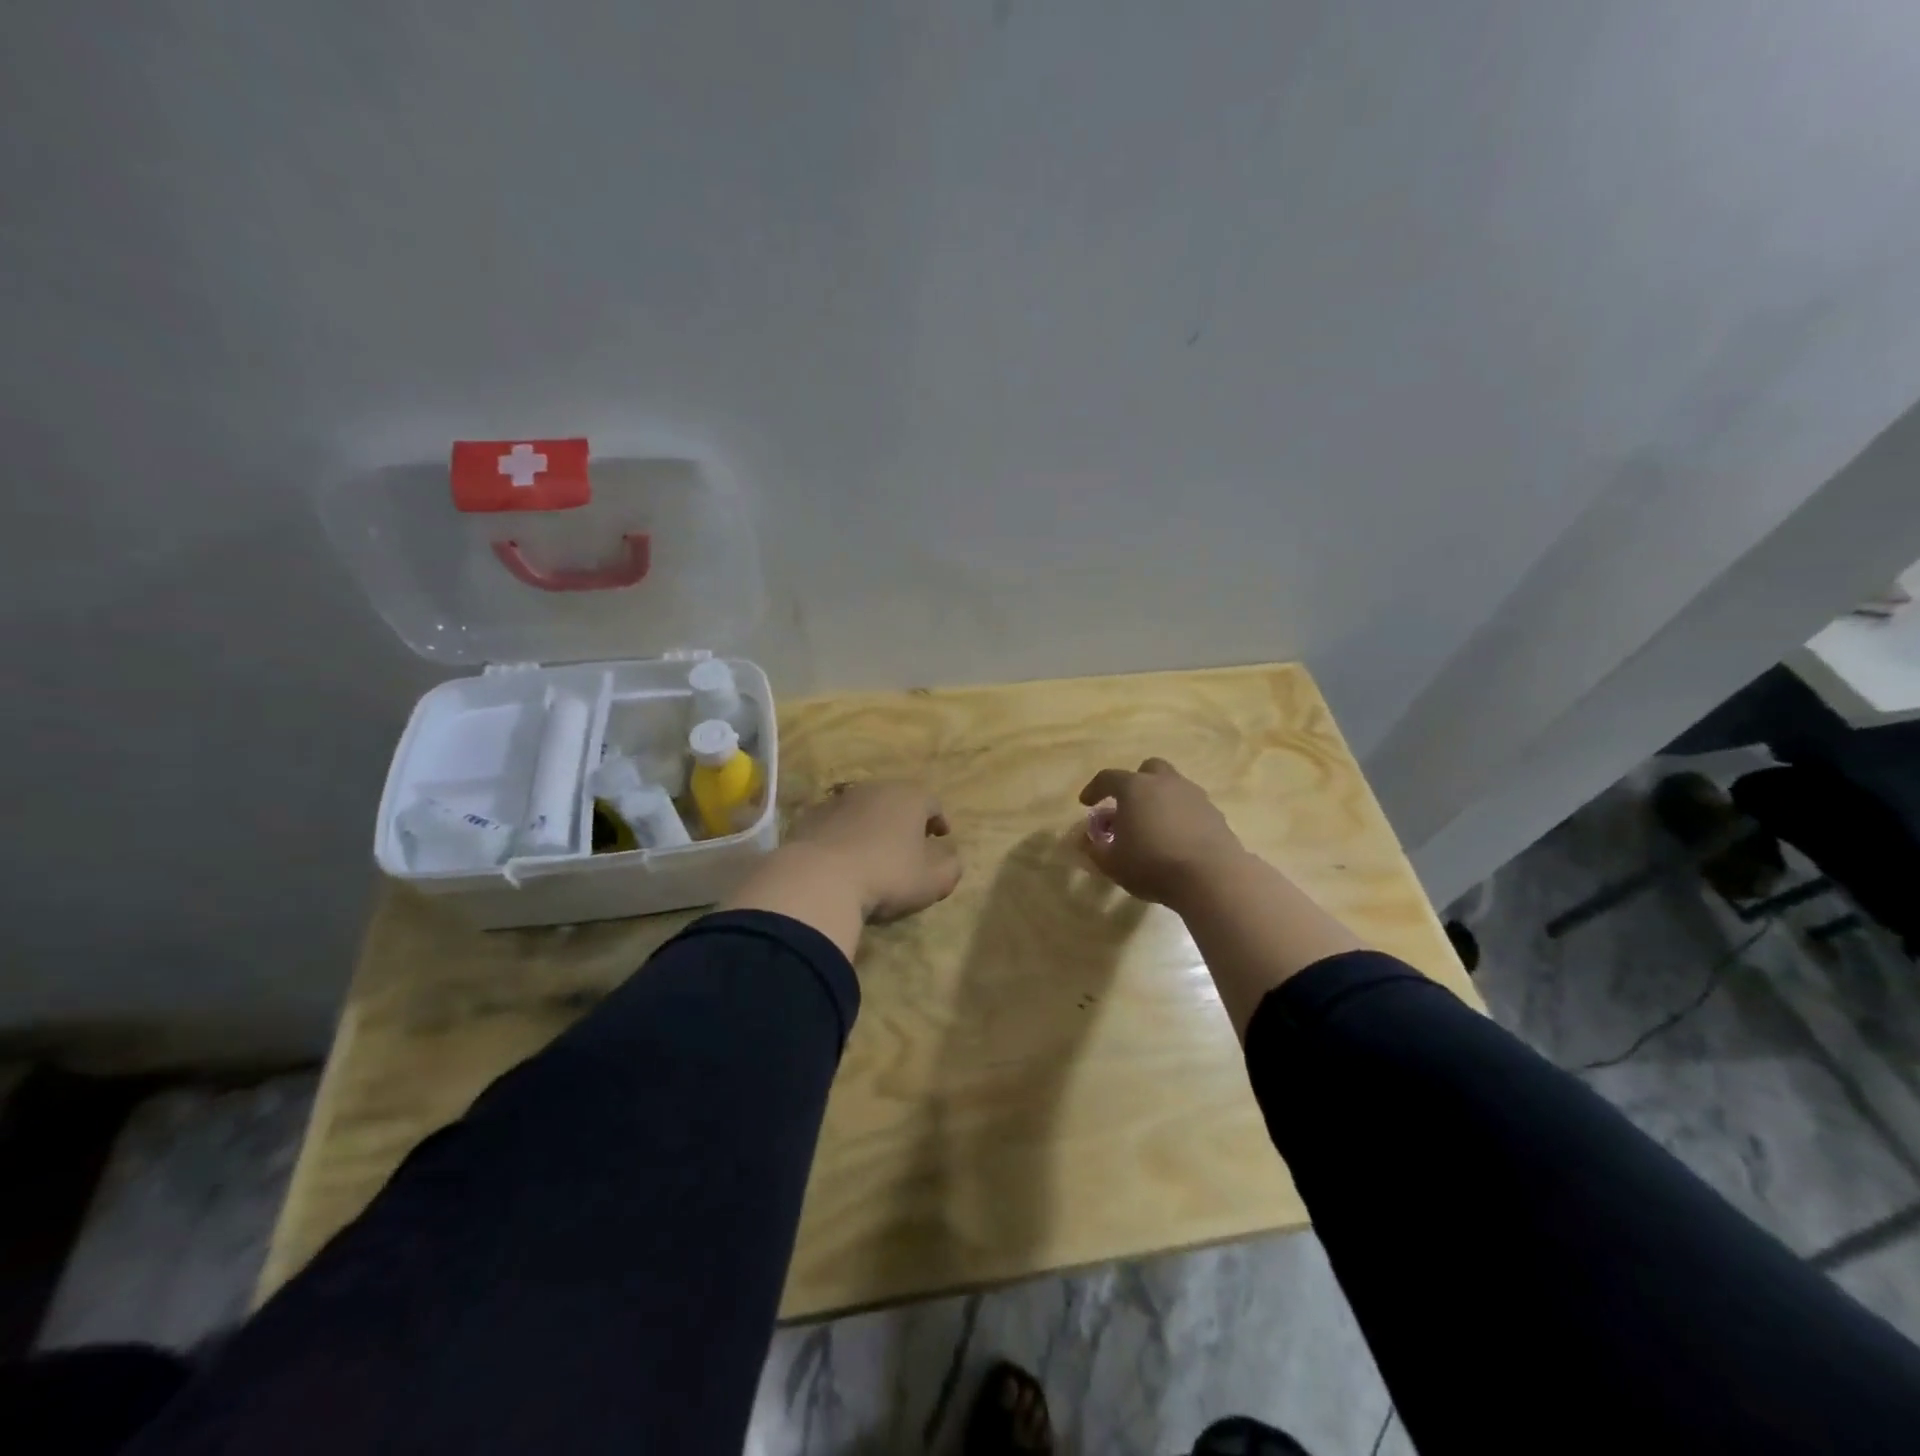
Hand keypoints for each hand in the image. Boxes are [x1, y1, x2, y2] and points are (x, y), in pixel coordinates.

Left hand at [786, 779, 962, 921]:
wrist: (818, 879)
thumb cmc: (886, 876)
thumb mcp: (931, 881)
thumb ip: (950, 868)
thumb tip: (951, 859)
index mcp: (909, 798)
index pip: (932, 802)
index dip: (939, 820)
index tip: (941, 837)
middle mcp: (874, 789)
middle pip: (896, 800)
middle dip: (905, 819)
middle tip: (910, 842)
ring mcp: (839, 801)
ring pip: (864, 809)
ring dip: (872, 825)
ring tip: (874, 850)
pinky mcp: (810, 817)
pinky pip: (836, 823)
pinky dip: (844, 834)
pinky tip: (843, 858)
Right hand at [1078, 758, 1246, 907]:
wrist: (1212, 877)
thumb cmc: (1152, 865)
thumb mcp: (1111, 863)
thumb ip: (1094, 848)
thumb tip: (1086, 839)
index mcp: (1135, 788)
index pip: (1108, 778)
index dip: (1094, 789)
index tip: (1086, 803)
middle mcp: (1165, 783)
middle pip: (1148, 770)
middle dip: (1135, 784)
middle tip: (1128, 807)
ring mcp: (1194, 796)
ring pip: (1173, 787)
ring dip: (1160, 800)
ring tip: (1153, 827)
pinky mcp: (1215, 814)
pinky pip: (1191, 807)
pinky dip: (1180, 817)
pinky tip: (1177, 840)